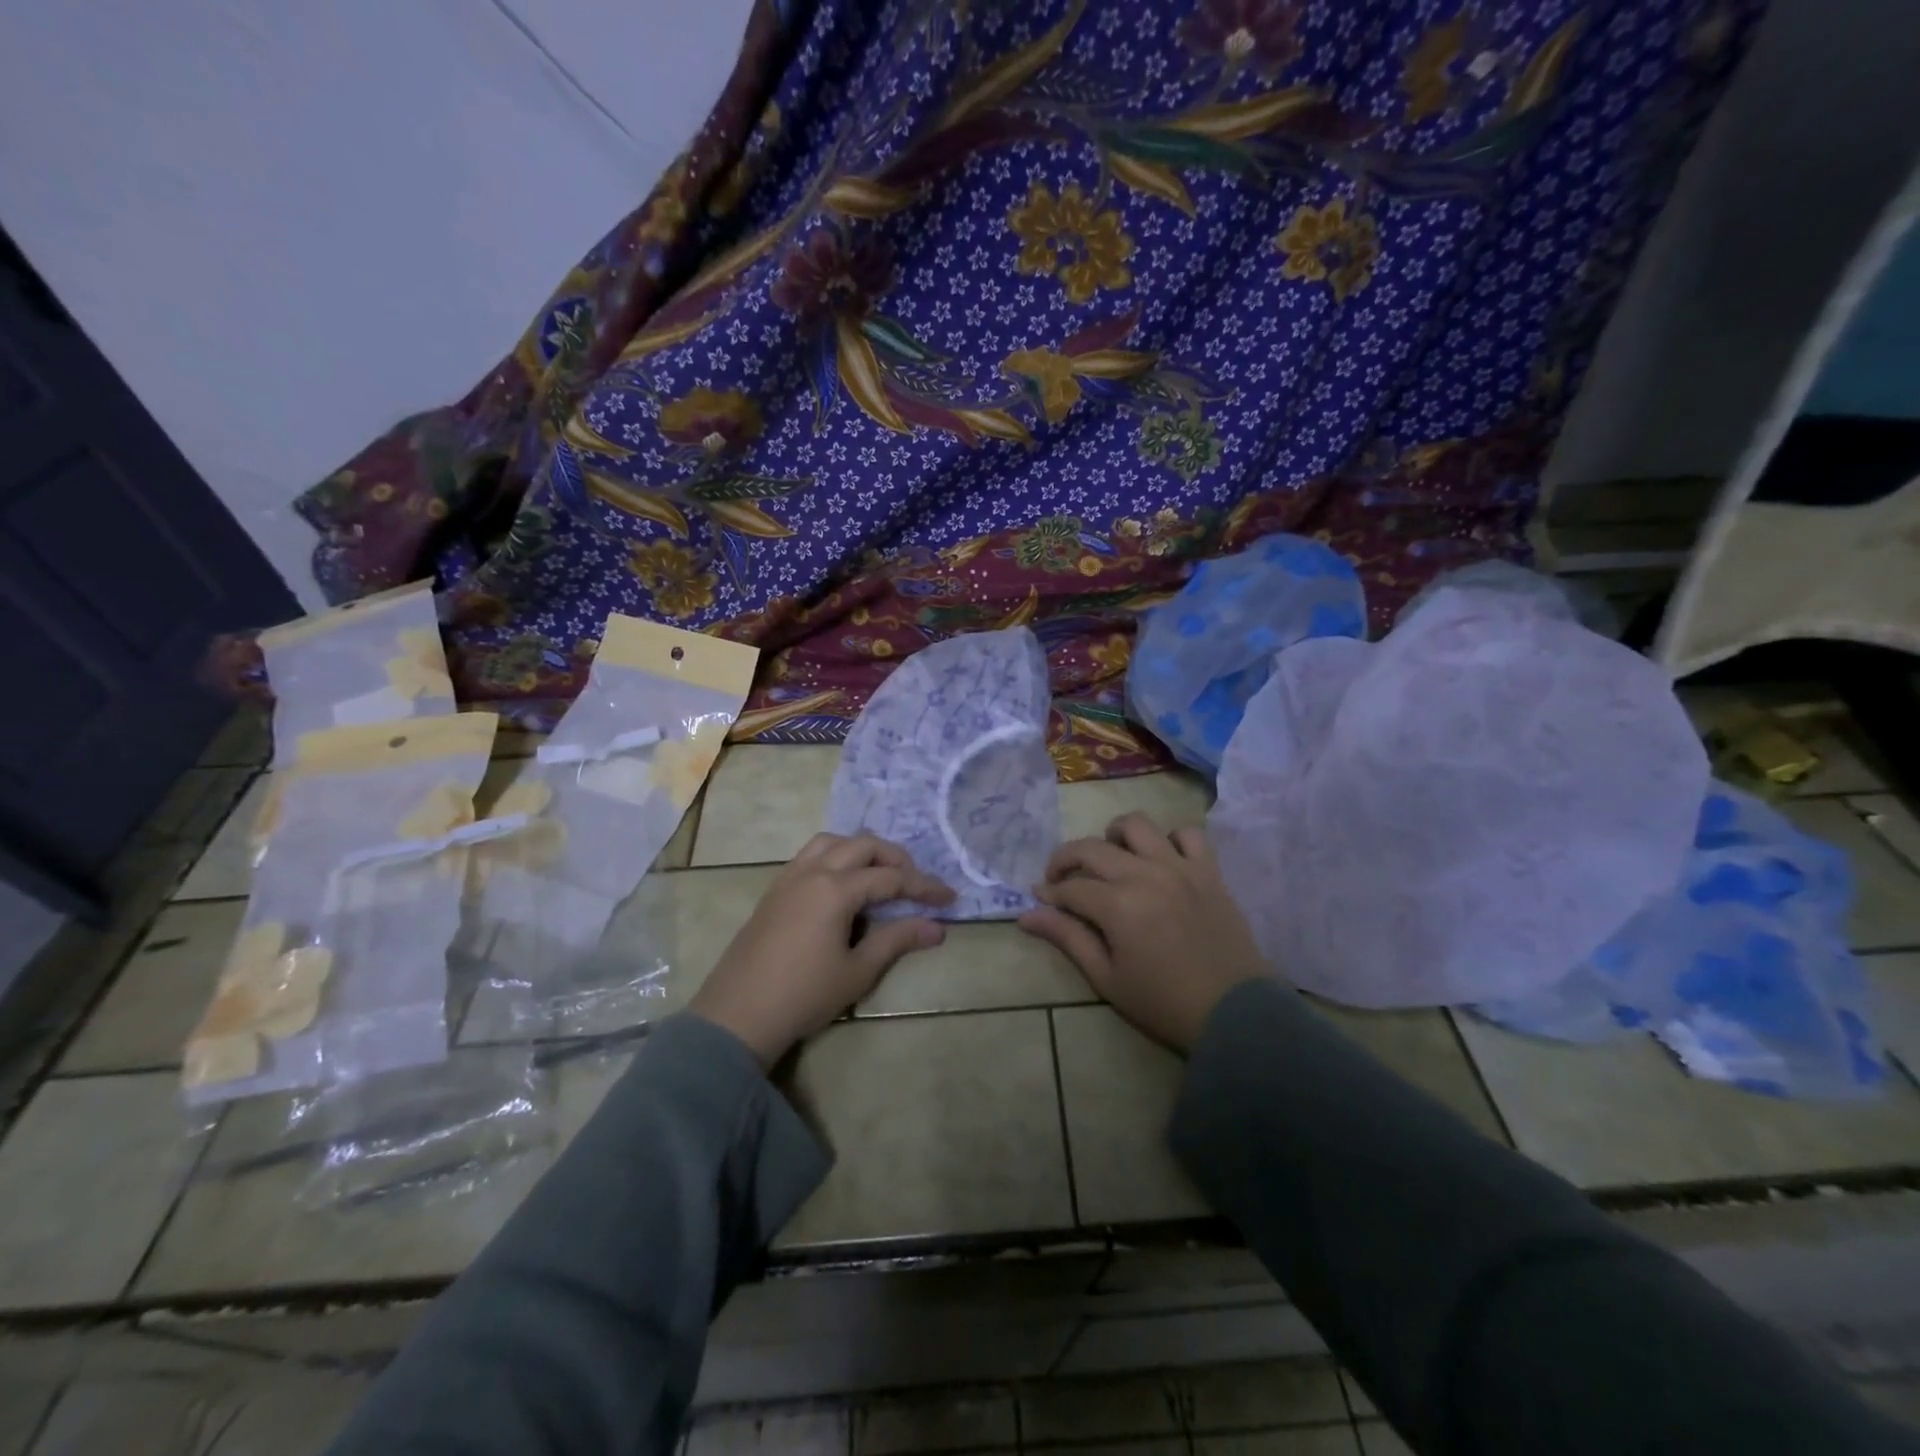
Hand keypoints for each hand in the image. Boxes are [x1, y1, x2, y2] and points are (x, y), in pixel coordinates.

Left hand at [687, 832, 954, 1066]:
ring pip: (833, 842)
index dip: (924, 886)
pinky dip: (836, 856)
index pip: (891, 878)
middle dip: (896, 859)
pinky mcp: (775, 889)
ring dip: (862, 850)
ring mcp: (790, 877)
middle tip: (916, 883)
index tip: (950, 898)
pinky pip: (811, 855)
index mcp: (836, 889)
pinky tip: (843, 883)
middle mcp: (813, 871)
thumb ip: (897, 940)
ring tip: (880, 874)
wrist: (737, 1014)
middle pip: (863, 846)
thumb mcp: (858, 971)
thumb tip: (937, 927)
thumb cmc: (804, 995)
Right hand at [1019, 814, 1267, 1053]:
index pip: (1070, 887)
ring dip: (1114, 835)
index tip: (1041, 899)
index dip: (1049, 892)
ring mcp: (1180, 867)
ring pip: (1137, 825)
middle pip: (1092, 848)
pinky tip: (1160, 859)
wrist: (1235, 1013)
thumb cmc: (1163, 1003)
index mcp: (1118, 905)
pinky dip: (1169, 839)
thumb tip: (1026, 914)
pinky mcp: (1209, 870)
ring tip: (1110, 858)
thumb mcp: (1107, 978)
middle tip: (1060, 879)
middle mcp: (1145, 875)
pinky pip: (1187, 834)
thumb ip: (1068, 938)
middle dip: (1065, 859)